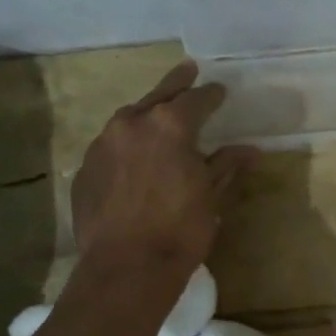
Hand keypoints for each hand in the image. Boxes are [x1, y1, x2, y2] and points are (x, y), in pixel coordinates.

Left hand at [72, 61, 254, 273]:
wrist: (126, 267)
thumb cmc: (180, 229)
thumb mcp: (211, 195)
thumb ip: (226, 165)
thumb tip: (250, 150)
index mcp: (169, 125)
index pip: (196, 99)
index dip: (211, 95)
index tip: (220, 91)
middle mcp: (132, 124)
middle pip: (158, 96)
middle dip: (176, 83)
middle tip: (188, 69)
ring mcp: (102, 145)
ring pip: (129, 120)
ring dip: (146, 115)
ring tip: (157, 115)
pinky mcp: (85, 169)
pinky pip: (110, 148)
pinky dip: (126, 147)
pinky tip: (133, 159)